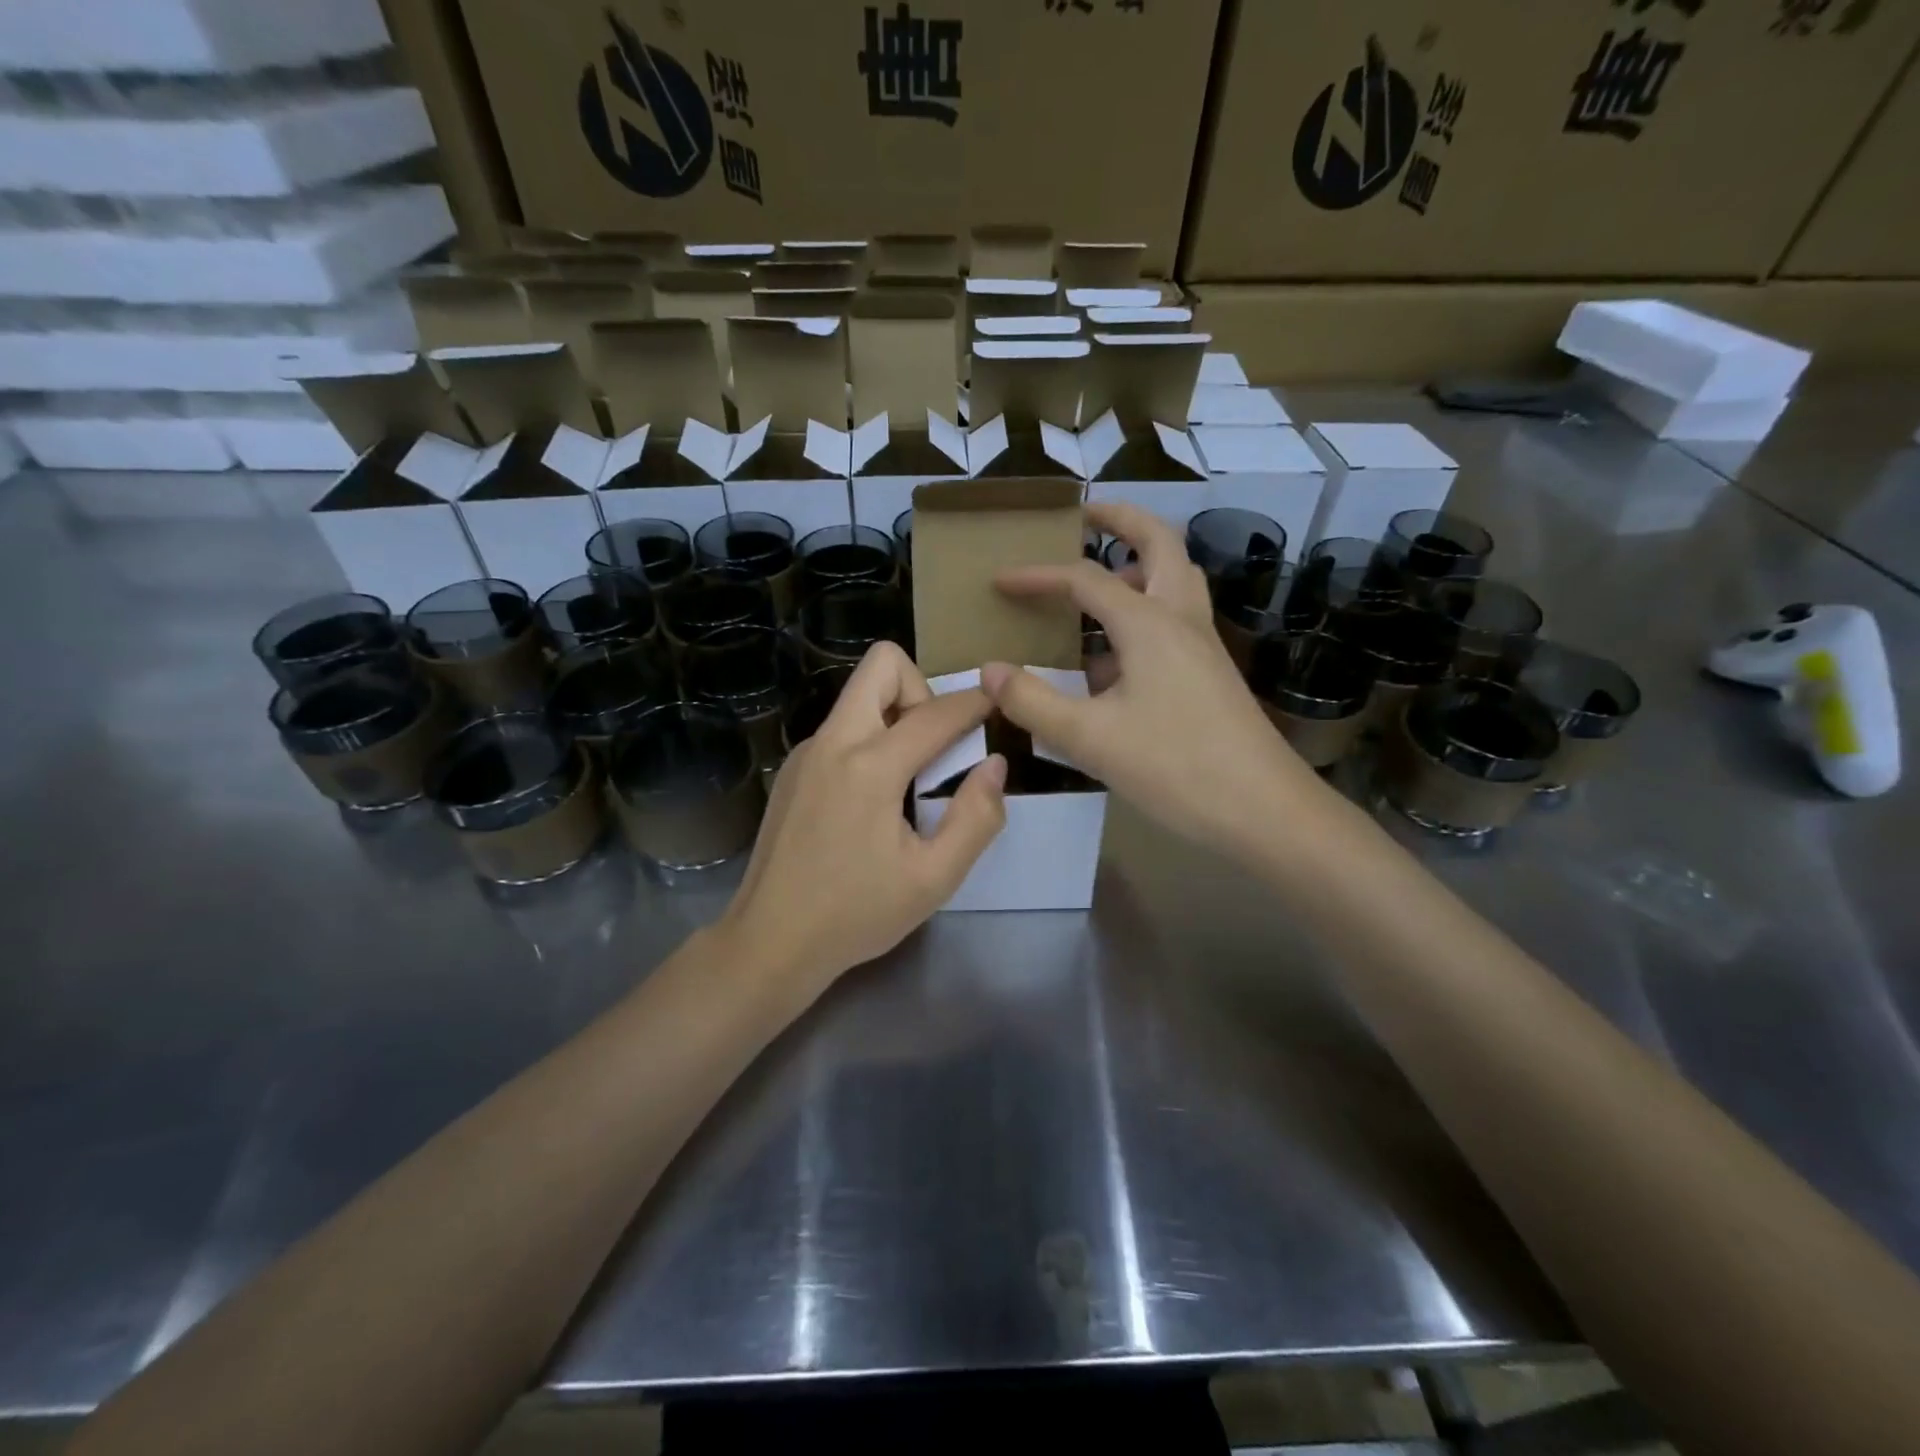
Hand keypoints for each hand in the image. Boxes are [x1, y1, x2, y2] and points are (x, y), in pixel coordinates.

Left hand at [720, 642, 1006, 995]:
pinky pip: (842, 728)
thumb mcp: (934, 878)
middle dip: (922, 689)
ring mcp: (806, 752)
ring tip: (911, 780)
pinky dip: (870, 740)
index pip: (936, 713)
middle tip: (939, 745)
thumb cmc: (856, 914)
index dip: (975, 704)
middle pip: (882, 665)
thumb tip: (994, 765)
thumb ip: (976, 818)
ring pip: (859, 695)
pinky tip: (874, 800)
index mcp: (870, 766)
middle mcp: (833, 742)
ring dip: (895, 716)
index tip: (998, 706)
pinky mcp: (793, 770)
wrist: (770, 942)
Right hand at [983, 503, 1328, 862]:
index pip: (1084, 579)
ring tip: (1103, 572)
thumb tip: (990, 670)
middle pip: (1159, 543)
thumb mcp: (1090, 739)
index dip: (1038, 576)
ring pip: (1177, 577)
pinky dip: (1147, 609)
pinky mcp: (1211, 673)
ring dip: (1142, 560)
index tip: (999, 581)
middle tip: (1084, 515)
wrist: (1264, 811)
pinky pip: (1176, 619)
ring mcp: (1203, 645)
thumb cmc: (1175, 768)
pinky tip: (1117, 654)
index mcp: (1149, 623)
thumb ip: (1033, 702)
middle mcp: (1181, 619)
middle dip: (1120, 520)